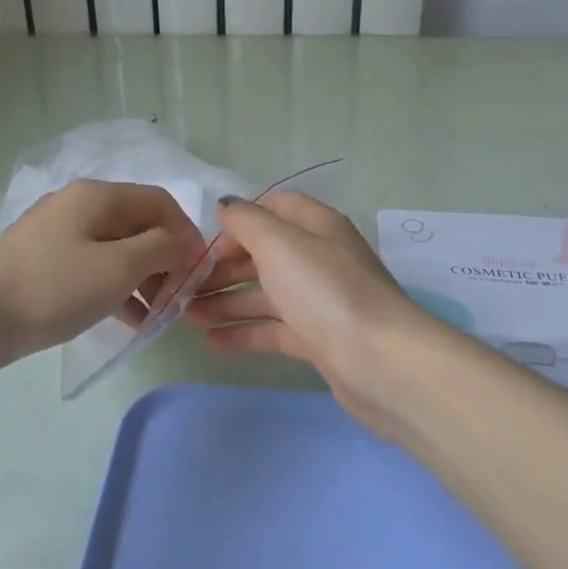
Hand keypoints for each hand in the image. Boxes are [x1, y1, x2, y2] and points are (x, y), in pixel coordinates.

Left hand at [0, 181, 206, 368]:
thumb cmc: (55, 286)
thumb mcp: (119, 266)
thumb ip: (162, 249)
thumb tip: (184, 244)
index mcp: (99, 196)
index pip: (160, 202)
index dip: (186, 233)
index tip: (200, 272)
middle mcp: (80, 205)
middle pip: (139, 225)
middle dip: (166, 259)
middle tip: (180, 299)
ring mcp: (60, 234)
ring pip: (118, 249)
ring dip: (144, 278)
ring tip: (158, 316)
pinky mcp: (47, 263)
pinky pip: (95, 268)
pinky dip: (117, 288)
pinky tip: (130, 320)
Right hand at [185, 192, 431, 433]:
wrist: (382, 363)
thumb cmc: (326, 291)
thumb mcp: (280, 245)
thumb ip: (247, 221)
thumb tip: (226, 205)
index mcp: (317, 226)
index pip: (275, 207)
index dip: (241, 220)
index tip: (208, 242)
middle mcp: (320, 258)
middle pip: (265, 253)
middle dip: (225, 266)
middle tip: (185, 284)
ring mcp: (320, 301)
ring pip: (266, 293)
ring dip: (227, 300)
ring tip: (187, 315)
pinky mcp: (319, 339)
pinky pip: (274, 328)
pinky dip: (244, 331)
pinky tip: (212, 341)